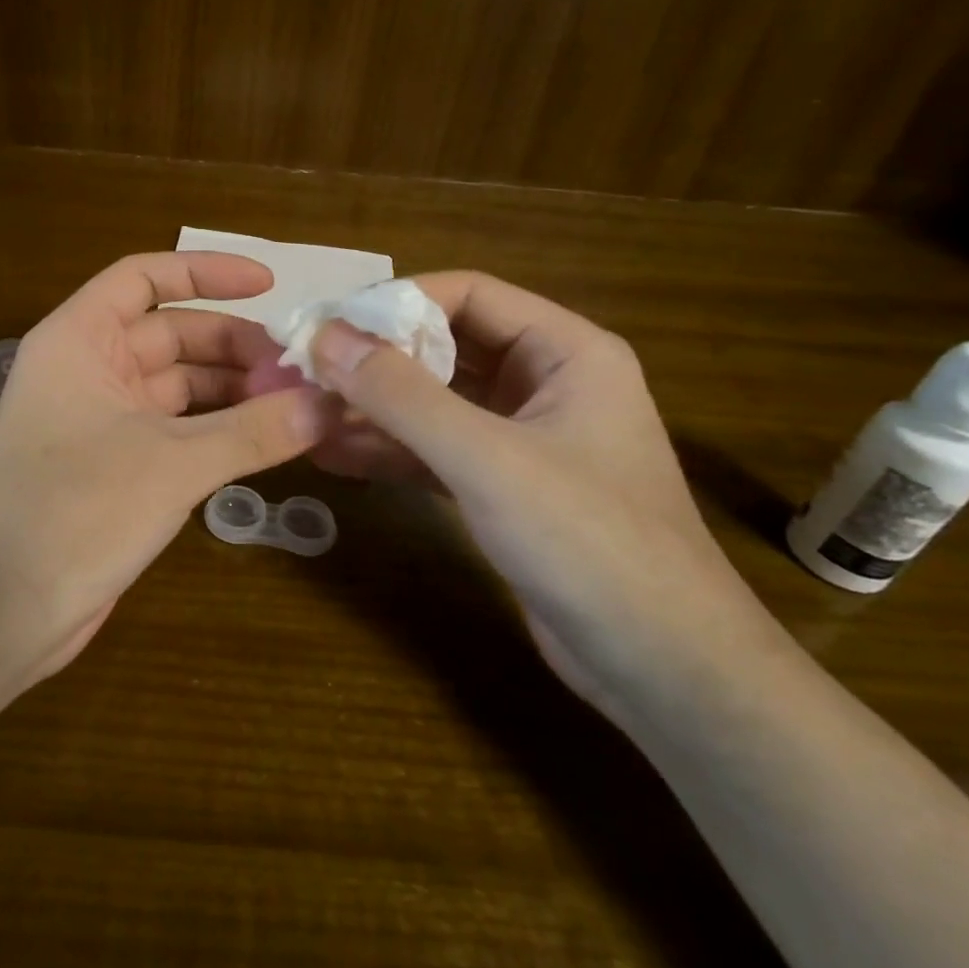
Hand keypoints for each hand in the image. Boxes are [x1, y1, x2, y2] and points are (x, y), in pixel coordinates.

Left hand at [0, 253, 325, 682]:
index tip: (269, 285)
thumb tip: (329, 405)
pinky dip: (218, 431)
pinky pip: (176, 430)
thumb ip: (252, 432)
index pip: (144, 277)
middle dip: (234, 346)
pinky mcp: (114, 467)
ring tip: (294, 405)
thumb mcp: (171, 464)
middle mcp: (88, 368)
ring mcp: (100, 419)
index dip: (205, 272)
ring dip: (232, 391)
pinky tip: (264, 441)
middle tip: (298, 369)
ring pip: (178, 385)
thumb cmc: (72, 512)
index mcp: (80, 339)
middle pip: (171, 333)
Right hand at [272, 272, 783, 725]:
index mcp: (565, 351)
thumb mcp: (486, 459)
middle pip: (444, 346)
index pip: (467, 293)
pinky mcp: (501, 486)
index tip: (329, 326)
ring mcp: (520, 437)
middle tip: (305, 370)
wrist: (664, 673)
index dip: (396, 302)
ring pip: (433, 401)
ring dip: (373, 407)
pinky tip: (332, 454)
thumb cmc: (589, 543)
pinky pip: (434, 449)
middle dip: (375, 358)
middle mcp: (543, 382)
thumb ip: (401, 395)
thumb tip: (323, 336)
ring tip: (305, 412)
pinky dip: (388, 450)